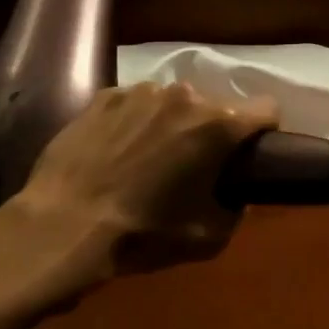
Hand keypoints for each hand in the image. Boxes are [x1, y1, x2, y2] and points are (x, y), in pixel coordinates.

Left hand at [0, 82, 278, 303]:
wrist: (62, 226)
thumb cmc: (142, 234)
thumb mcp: (208, 237)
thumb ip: (236, 209)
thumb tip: (235, 194)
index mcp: (217, 125)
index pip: (266, 109)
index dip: (264, 131)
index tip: (251, 152)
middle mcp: (183, 95)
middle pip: (215, 107)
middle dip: (211, 132)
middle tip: (192, 166)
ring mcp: (140, 91)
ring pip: (173, 103)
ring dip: (171, 124)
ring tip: (147, 159)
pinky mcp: (104, 96)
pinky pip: (134, 104)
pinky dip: (134, 123)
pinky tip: (115, 153)